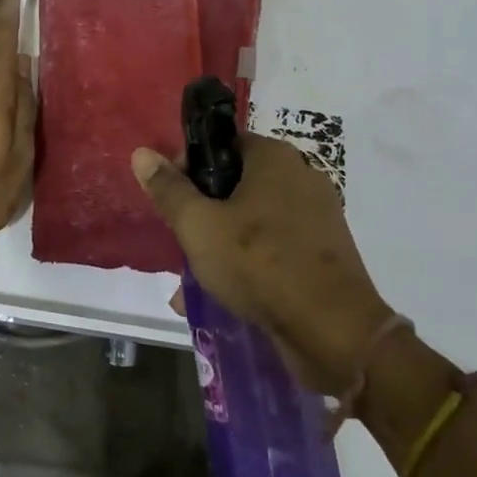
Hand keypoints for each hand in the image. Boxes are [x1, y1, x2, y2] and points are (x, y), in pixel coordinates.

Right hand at [132, 134, 392, 391]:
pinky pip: (277, 248)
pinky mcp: (326, 253)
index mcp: (275, 157)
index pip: (221, 146)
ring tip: (195, 281)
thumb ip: (169, 190)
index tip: (173, 203)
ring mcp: (319, 216)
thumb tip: (142, 153)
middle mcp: (301, 176)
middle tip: (184, 244)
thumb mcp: (199, 226)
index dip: (189, 170)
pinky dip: (252, 264)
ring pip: (255, 221)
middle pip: (237, 185)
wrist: (334, 330)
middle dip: (205, 214)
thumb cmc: (259, 263)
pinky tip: (228, 296)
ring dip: (224, 245)